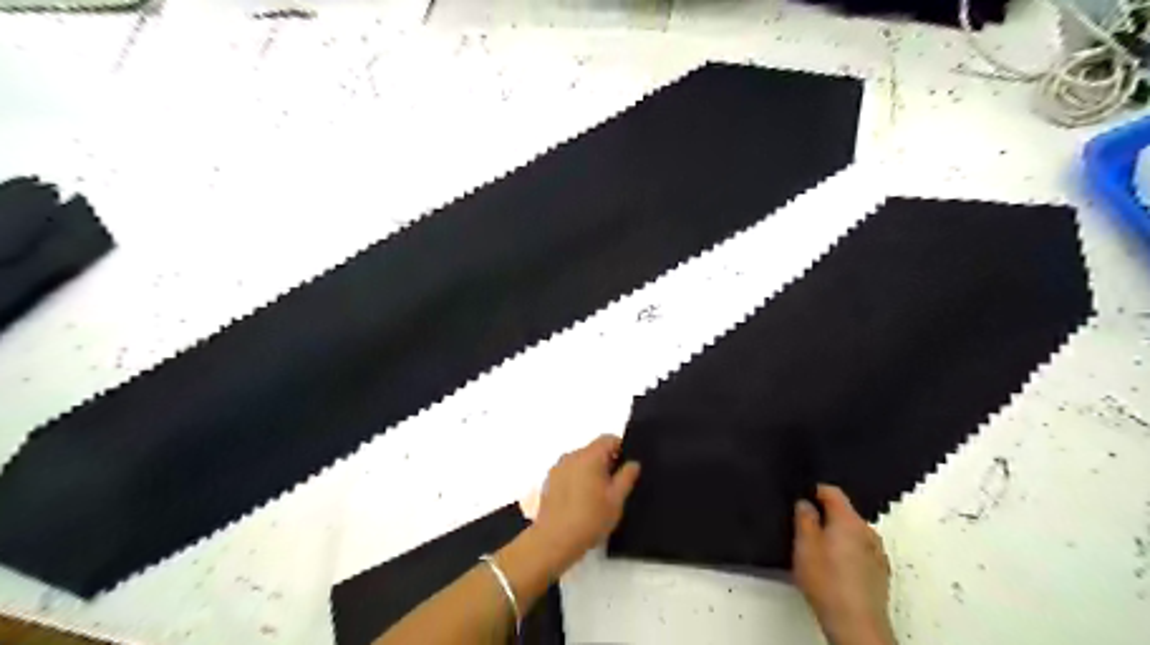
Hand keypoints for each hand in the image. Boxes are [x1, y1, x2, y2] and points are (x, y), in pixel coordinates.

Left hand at [530, 434, 638, 569]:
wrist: (554, 540)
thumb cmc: (590, 519)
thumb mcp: (616, 500)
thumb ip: (627, 477)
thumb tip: (633, 463)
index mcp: (589, 456)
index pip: (608, 439)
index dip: (621, 449)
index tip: (627, 468)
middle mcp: (571, 456)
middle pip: (594, 450)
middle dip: (606, 462)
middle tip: (616, 485)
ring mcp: (558, 468)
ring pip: (581, 461)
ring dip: (591, 471)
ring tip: (598, 496)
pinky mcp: (549, 481)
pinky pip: (569, 472)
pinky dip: (578, 479)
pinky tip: (581, 501)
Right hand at [797, 484, 891, 643]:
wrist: (856, 623)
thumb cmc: (826, 580)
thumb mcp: (804, 545)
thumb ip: (804, 518)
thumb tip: (806, 503)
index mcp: (849, 520)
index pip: (832, 491)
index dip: (814, 491)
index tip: (800, 498)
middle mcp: (868, 531)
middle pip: (844, 512)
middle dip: (825, 516)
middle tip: (803, 528)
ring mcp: (877, 553)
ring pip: (853, 533)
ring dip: (837, 535)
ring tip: (818, 551)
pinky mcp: (880, 573)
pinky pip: (861, 551)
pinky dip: (848, 552)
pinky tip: (835, 568)